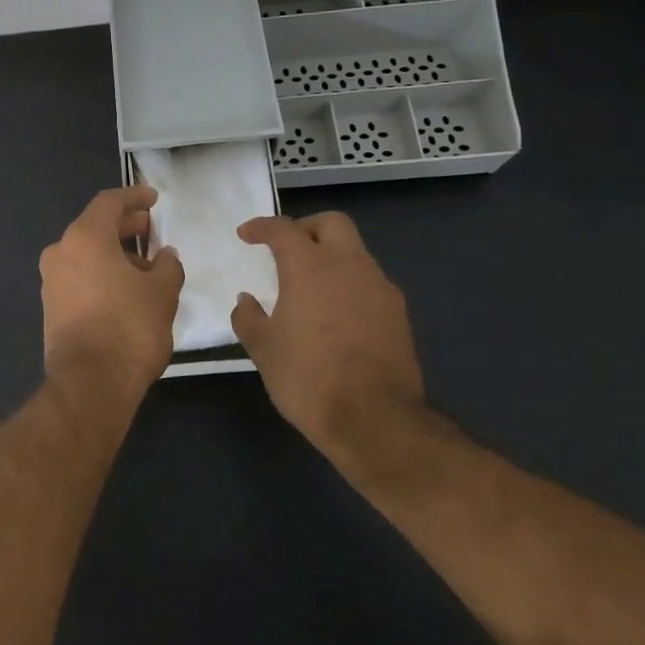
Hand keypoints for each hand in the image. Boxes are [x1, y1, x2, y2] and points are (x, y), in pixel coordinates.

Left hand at [38, 187, 184, 403]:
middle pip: (95, 227)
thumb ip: (167, 265)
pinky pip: (79, 276)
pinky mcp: (51, 306)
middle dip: (125, 226)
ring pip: (86, 253)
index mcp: (84, 237)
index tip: (154, 199)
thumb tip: (164, 255)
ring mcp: (51, 280)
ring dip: (115, 253)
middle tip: (152, 230)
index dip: (134, 197)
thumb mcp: (162, 292)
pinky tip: (127, 289)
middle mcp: (60, 252)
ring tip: (147, 266)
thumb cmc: (129, 327)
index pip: (108, 202)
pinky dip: (102, 273)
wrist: (90, 383)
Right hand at [230, 212, 424, 458]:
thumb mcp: (263, 349)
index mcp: (310, 267)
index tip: (246, 235)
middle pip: (331, 224)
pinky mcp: (399, 315)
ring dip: (331, 257)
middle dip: (306, 228)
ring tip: (310, 285)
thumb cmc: (308, 378)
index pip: (283, 229)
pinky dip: (349, 284)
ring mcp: (380, 288)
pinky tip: (336, 313)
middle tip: (286, 248)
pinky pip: (369, 283)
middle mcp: (349, 266)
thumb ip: (249, 318)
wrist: (375, 420)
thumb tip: (246, 301)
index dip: (261, 227)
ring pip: (355, 253)